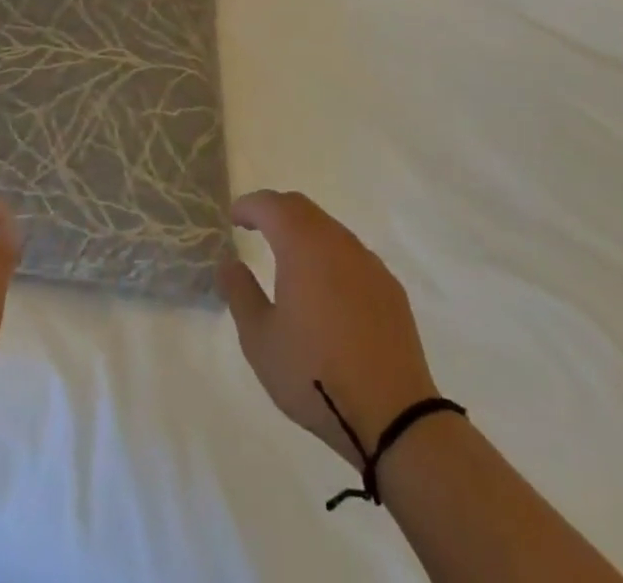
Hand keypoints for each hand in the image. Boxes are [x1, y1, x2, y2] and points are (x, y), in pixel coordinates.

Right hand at [217, 190, 439, 468]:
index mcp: (302, 246)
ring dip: (305, 232)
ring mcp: (369, 263)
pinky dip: (331, 256)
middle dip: (276, 211)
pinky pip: (353, 255)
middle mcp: (338, 242)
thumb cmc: (315, 375)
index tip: (234, 217)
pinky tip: (327, 289)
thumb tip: (229, 263)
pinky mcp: (390, 288)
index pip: (271, 205)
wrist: (393, 416)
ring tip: (289, 258)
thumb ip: (241, 293)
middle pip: (302, 209)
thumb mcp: (260, 340)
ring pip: (330, 229)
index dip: (249, 205)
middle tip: (256, 227)